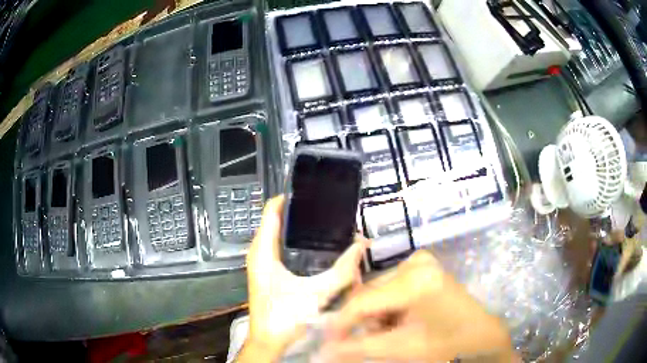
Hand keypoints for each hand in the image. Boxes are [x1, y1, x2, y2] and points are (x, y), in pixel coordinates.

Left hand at [238, 195, 369, 361]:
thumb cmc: (285, 316)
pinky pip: (279, 247)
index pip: (271, 211)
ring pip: (277, 234)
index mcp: (263, 251)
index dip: (288, 198)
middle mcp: (258, 252)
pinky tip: (315, 246)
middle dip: (298, 211)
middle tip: (326, 207)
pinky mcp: (267, 272)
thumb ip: (342, 270)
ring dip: (296, 227)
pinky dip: (294, 241)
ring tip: (324, 222)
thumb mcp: (317, 293)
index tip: (312, 191)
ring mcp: (261, 263)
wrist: (269, 339)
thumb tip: (361, 245)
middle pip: (275, 220)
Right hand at [322, 251, 515, 362]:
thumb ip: (358, 348)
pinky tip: (400, 319)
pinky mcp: (423, 265)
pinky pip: (390, 285)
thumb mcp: (400, 349)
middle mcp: (415, 262)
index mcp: (415, 282)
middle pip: (369, 293)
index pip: (363, 301)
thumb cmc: (446, 344)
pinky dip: (388, 306)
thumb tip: (323, 351)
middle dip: (364, 320)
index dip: (341, 323)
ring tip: (391, 332)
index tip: (328, 342)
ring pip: (377, 290)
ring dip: (376, 314)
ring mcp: (420, 261)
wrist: (479, 334)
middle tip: (373, 341)